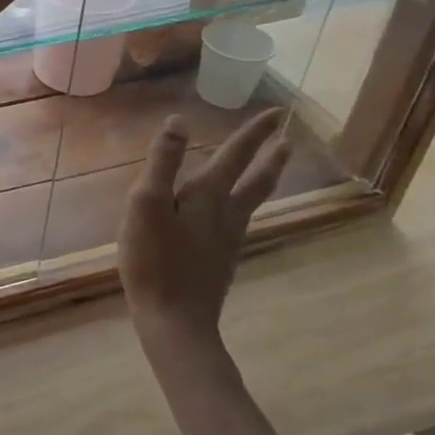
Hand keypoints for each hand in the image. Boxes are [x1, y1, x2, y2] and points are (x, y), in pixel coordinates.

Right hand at [117, 109, 288, 353]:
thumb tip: (179, 121)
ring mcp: (226, 241)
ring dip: (262, 180)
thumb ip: (162, 163)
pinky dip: (243, 204)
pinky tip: (233, 213)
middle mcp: (225, 215)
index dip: (253, 134)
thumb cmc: (154, 260)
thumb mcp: (147, 204)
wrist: (175, 321)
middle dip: (270, 158)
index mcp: (207, 197)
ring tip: (271, 168)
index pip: (235, 156)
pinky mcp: (220, 261)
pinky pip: (237, 221)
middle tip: (287, 139)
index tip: (277, 113)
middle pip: (255, 182)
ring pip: (250, 202)